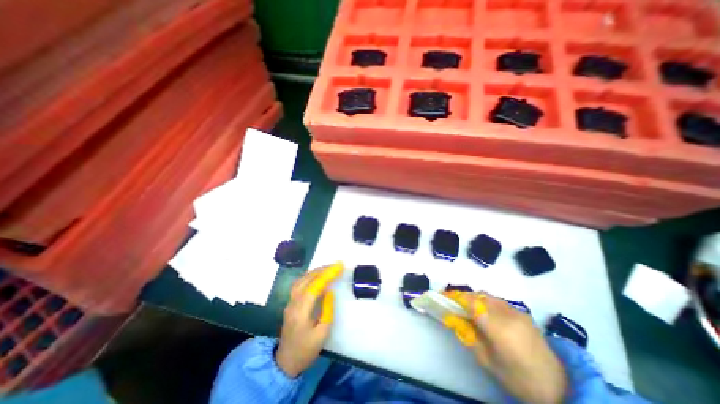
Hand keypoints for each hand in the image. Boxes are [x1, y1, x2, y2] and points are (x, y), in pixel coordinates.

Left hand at [276, 263, 342, 375]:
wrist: (285, 363)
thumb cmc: (306, 350)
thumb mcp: (322, 333)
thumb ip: (327, 310)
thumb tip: (330, 292)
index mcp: (301, 311)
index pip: (315, 286)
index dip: (327, 274)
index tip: (339, 266)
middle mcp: (293, 303)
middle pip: (307, 280)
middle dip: (323, 270)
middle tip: (336, 265)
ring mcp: (289, 302)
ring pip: (302, 280)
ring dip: (315, 271)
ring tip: (328, 267)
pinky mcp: (290, 303)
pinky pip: (299, 283)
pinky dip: (309, 276)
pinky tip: (316, 275)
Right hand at [445, 292, 567, 403]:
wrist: (559, 386)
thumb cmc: (518, 378)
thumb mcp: (488, 361)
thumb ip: (469, 336)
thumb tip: (454, 319)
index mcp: (499, 328)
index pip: (471, 304)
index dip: (455, 298)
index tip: (442, 297)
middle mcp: (507, 314)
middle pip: (478, 296)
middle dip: (463, 297)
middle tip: (452, 302)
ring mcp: (516, 311)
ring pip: (487, 295)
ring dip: (473, 297)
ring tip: (465, 306)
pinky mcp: (521, 312)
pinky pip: (497, 300)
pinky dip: (485, 301)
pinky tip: (483, 311)